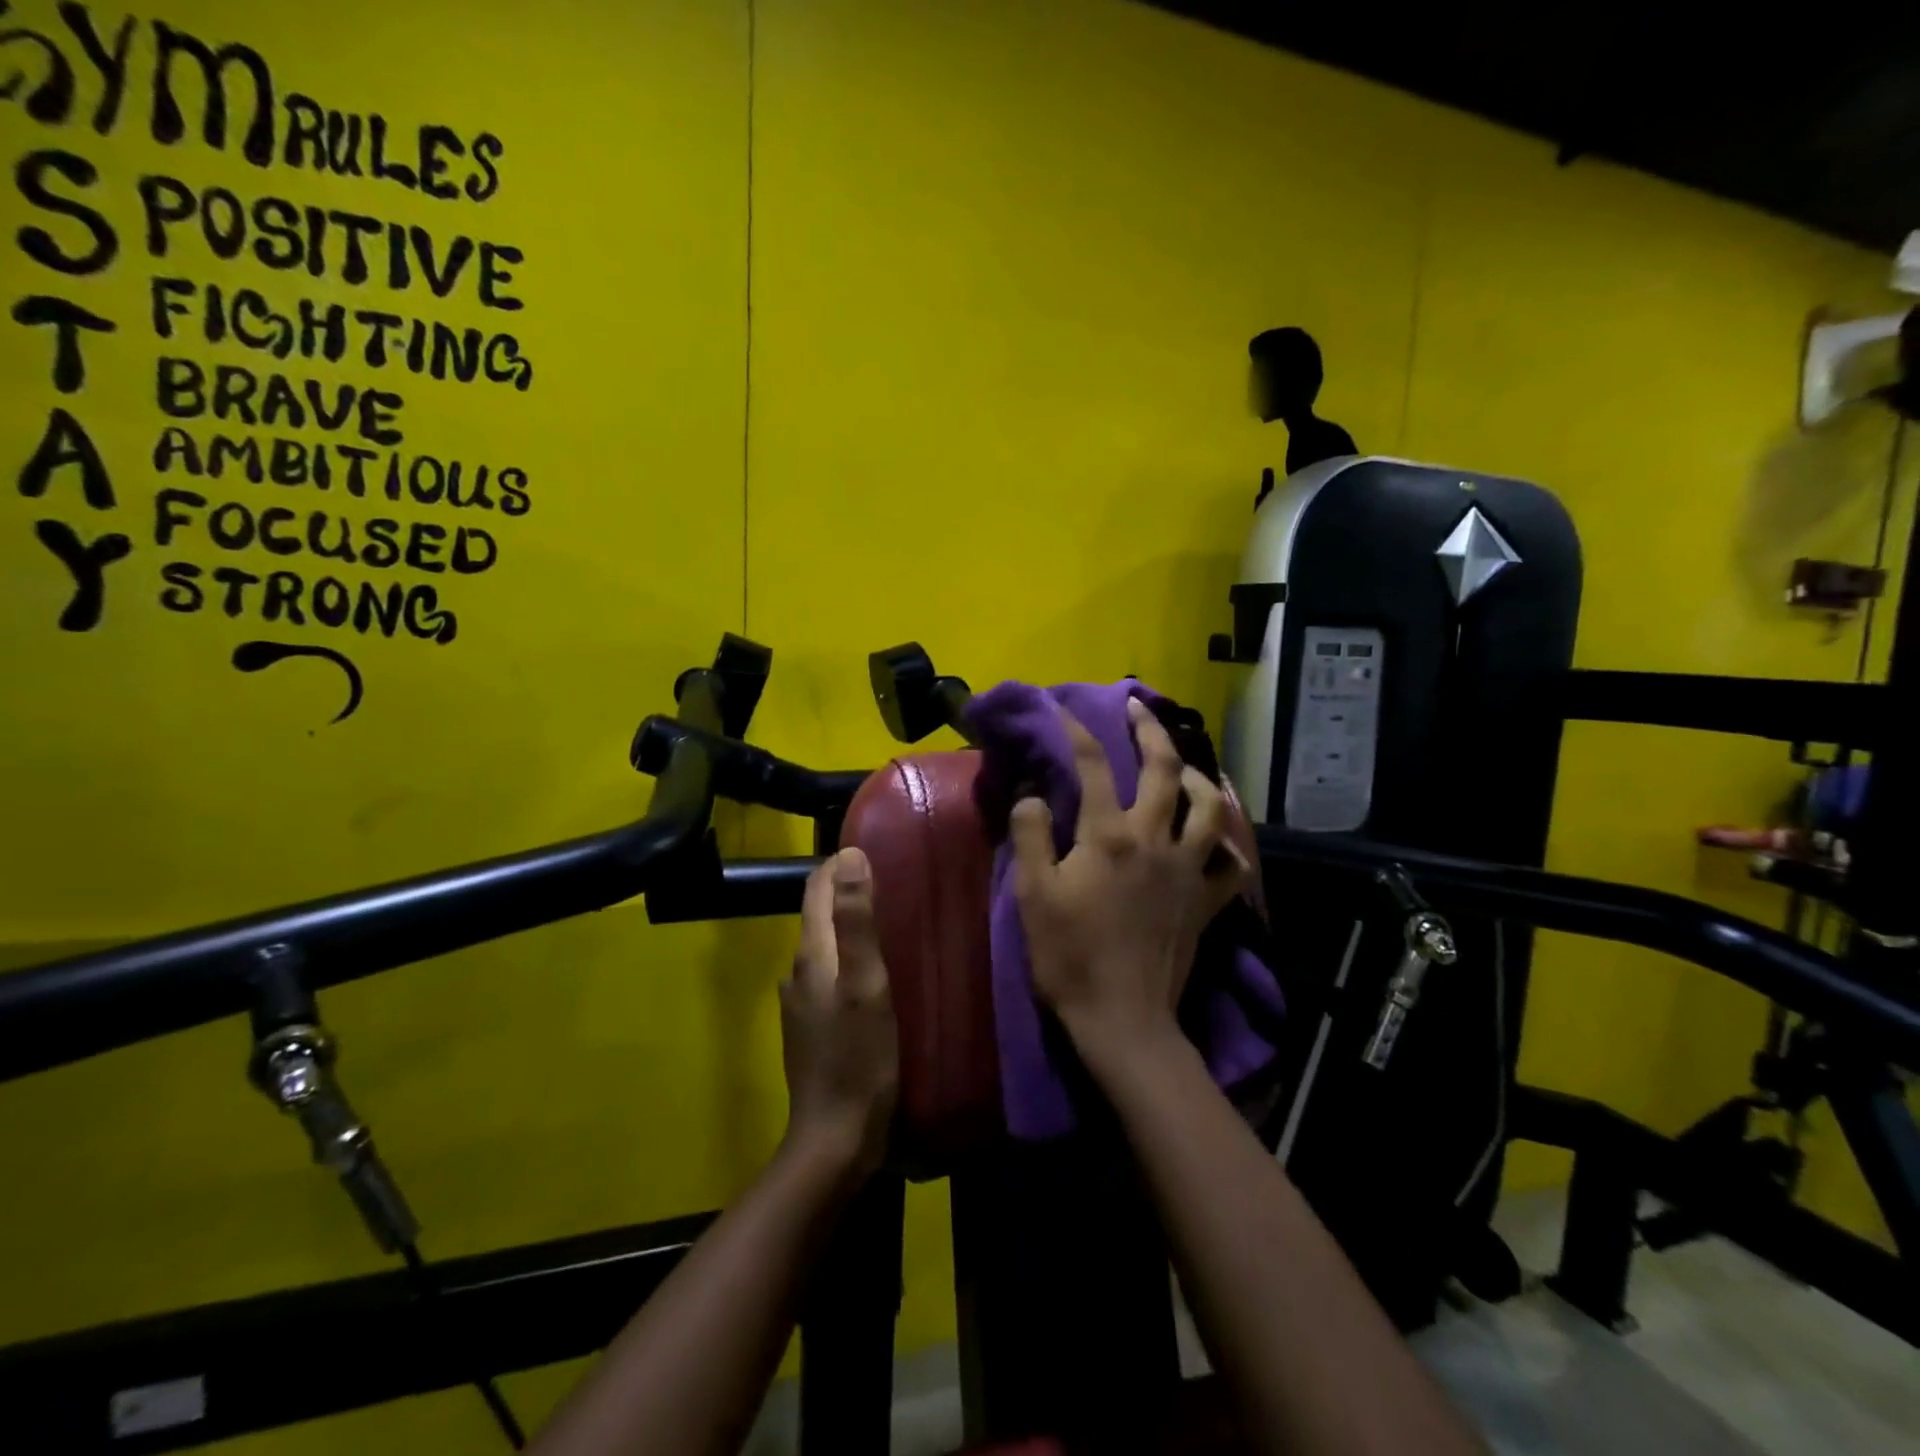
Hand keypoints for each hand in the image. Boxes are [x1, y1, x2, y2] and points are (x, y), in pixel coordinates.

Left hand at [779, 848, 898, 1181]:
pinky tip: (876, 974)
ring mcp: (802, 1003)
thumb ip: (856, 920)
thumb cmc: (858, 1057)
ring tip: (890, 922)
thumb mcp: (866, 983)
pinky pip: (830, 976)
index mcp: (811, 954)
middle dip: (847, 892)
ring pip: (826, 948)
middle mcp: (798, 972)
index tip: (872, 847)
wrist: (836, 1137)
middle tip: (891, 881)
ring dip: (850, 928)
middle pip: (819, 916)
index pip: (816, 890)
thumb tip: (848, 855)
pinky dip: (849, 960)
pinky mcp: (813, 1028)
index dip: (838, 865)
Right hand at [1011, 698, 1249, 1069]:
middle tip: (1139, 707)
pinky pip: (1232, 865)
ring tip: (1183, 767)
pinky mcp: (1205, 901)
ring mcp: (1188, 870)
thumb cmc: (1069, 956)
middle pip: (1163, 770)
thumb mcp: (1032, 895)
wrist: (1122, 1018)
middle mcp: (1154, 840)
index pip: (1091, 767)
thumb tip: (1033, 793)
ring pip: (1209, 808)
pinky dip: (1229, 845)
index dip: (1077, 731)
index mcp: (1108, 836)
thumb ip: (1031, 836)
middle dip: (1150, 731)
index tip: (1064, 709)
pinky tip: (1219, 838)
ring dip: (1198, 777)